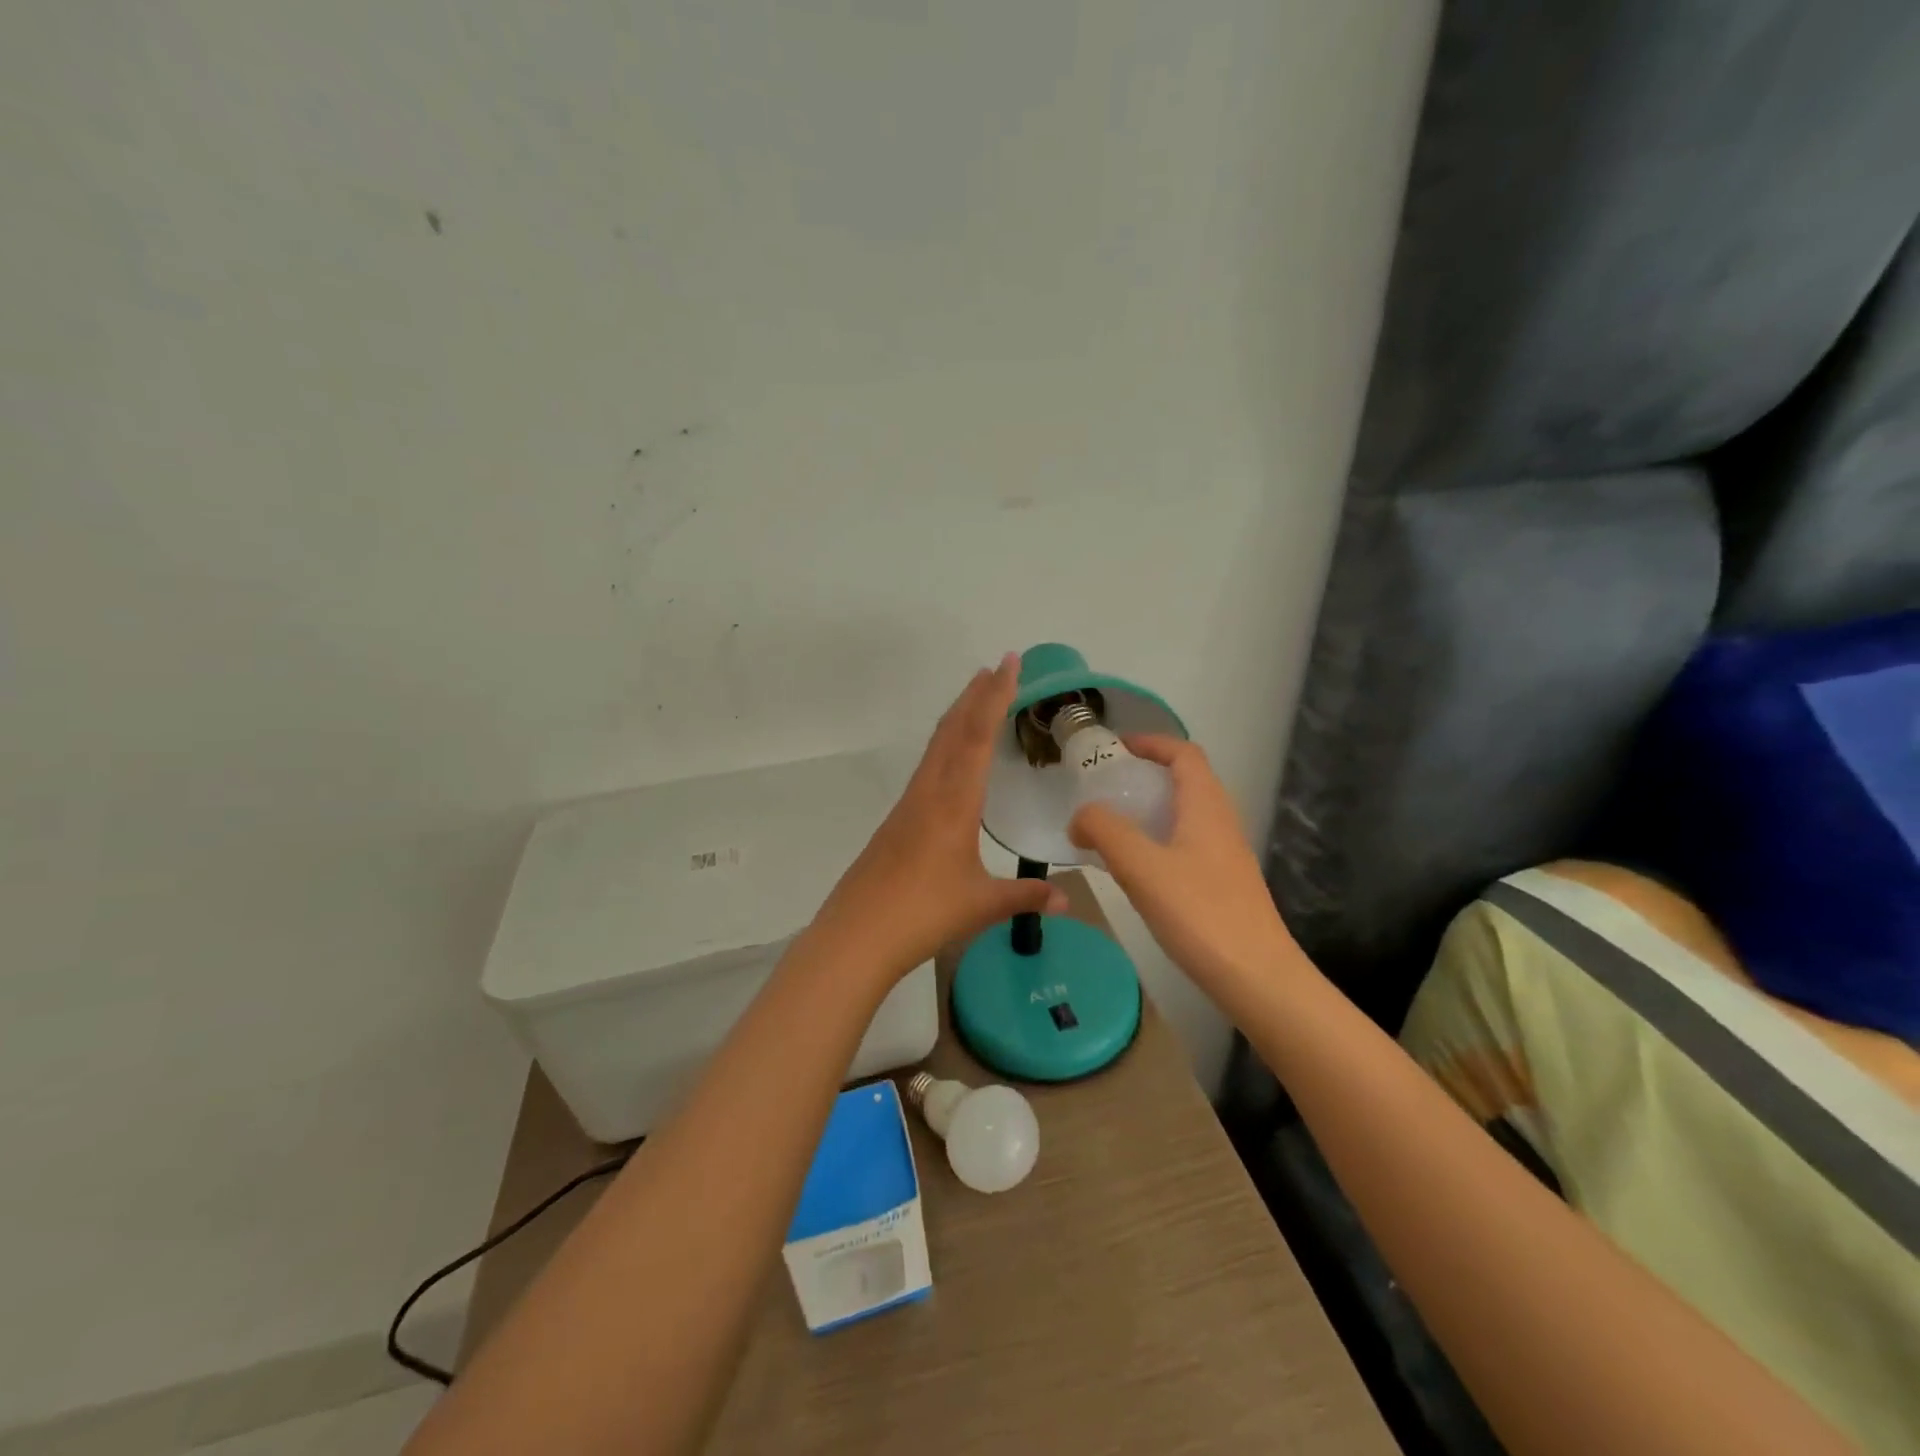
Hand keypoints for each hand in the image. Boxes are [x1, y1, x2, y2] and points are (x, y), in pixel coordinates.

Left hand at [810, 654, 1068, 985]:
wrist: (857, 934)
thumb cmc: (923, 914)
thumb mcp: (982, 904)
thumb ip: (1025, 897)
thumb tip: (1067, 902)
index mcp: (954, 802)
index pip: (977, 737)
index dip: (995, 697)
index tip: (1008, 663)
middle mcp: (929, 792)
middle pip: (952, 730)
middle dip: (976, 695)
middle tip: (998, 666)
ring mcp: (909, 804)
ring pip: (936, 746)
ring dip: (958, 716)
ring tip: (977, 697)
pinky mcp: (897, 820)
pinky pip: (927, 767)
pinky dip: (945, 744)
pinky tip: (951, 759)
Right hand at [1068, 735, 1301, 1006]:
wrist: (1258, 978)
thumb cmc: (1200, 914)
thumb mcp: (1142, 867)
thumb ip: (1105, 831)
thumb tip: (1080, 816)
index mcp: (1206, 807)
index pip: (1184, 754)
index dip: (1151, 742)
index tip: (1115, 748)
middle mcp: (1221, 822)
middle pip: (1186, 781)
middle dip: (1145, 775)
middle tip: (1104, 788)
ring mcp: (1226, 855)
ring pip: (1186, 815)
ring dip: (1150, 810)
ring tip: (1111, 825)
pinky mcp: (1224, 884)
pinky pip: (1186, 844)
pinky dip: (1158, 840)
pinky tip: (1135, 868)